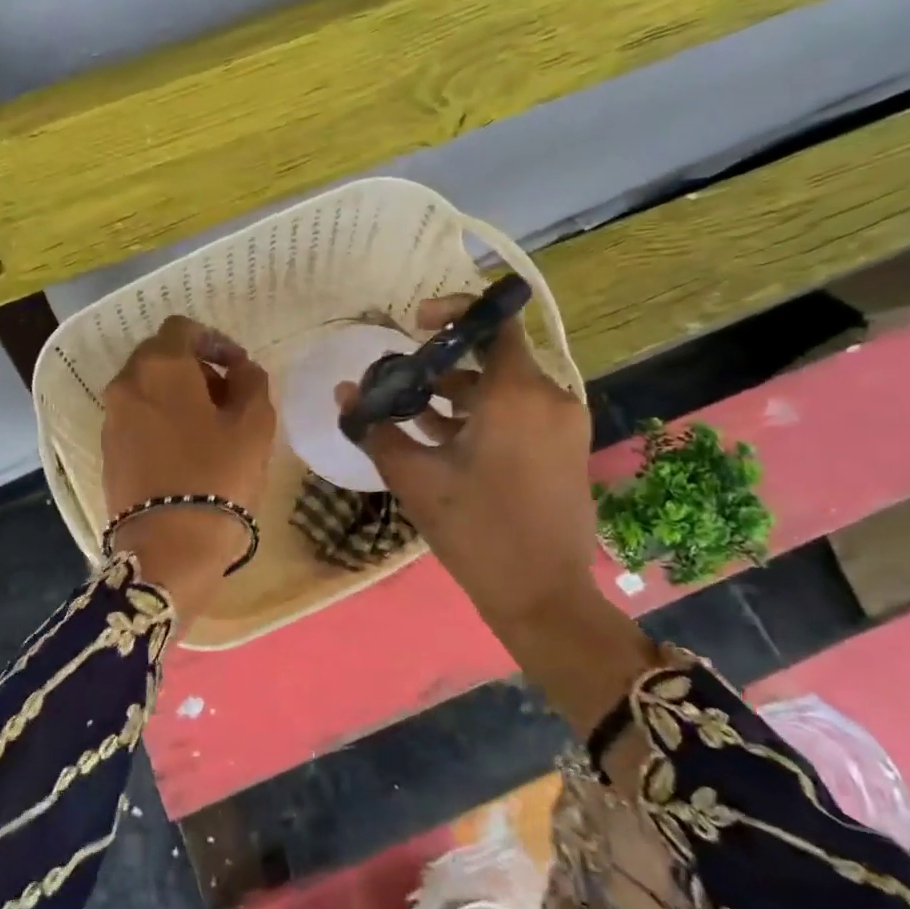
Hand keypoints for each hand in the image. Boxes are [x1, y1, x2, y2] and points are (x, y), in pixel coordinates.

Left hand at [101, 317, 276, 612]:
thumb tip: (240, 369)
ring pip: (146, 389)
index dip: (215, 341)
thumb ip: (251, 381)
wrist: (169, 547)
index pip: (182, 329)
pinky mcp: (108, 452)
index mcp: (159, 367)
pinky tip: (186, 451)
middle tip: (227, 396)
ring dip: (177, 395)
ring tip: (210, 427)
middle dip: (195, 368)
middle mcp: (126, 385)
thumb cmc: (217, 476)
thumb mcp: (254, 424)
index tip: (238, 367)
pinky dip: (160, 420)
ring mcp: (111, 420)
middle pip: (159, 357)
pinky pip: (136, 419)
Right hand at [336, 297, 600, 632]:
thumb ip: (377, 428)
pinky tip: (441, 440)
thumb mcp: (416, 477)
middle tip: (399, 383)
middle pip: (492, 357)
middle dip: (442, 364)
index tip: (414, 325)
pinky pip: (519, 413)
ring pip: (503, 388)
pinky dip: (481, 415)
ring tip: (410, 416)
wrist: (543, 596)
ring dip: (457, 394)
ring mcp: (562, 424)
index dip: (453, 312)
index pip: (494, 322)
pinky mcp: (564, 448)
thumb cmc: (476, 530)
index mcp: (517, 394)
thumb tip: (345, 393)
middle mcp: (549, 397)